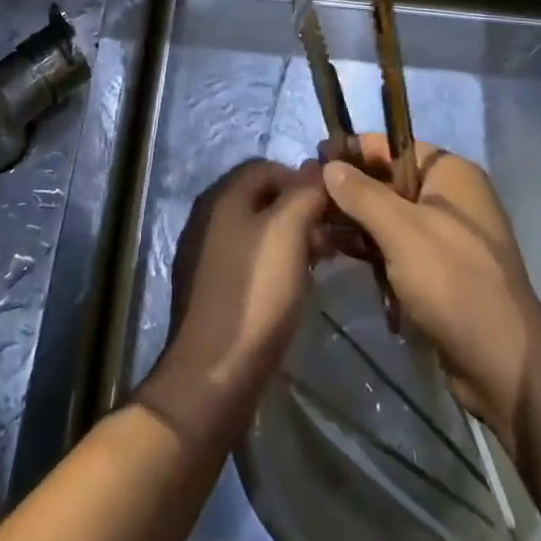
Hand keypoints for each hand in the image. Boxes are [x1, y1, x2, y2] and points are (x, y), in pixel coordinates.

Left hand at [140, 159, 328, 444]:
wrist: (214, 373)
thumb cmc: (255, 292)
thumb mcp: (288, 232)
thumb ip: (305, 193)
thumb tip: (318, 169)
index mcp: (223, 198)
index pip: (267, 166)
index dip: (302, 179)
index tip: (332, 204)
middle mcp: (210, 218)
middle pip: (263, 199)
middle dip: (301, 210)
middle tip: (333, 235)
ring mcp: (207, 255)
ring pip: (259, 231)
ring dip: (293, 239)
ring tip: (323, 261)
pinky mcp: (213, 289)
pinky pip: (251, 260)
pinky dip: (277, 263)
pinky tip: (297, 286)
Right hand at [323, 136, 540, 452]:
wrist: (501, 362)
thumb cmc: (451, 280)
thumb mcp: (400, 230)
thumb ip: (361, 193)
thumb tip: (329, 165)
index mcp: (451, 173)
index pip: (393, 146)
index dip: (353, 150)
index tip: (313, 159)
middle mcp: (452, 196)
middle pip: (390, 180)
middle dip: (350, 189)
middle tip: (307, 197)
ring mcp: (447, 234)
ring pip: (391, 215)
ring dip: (356, 221)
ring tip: (314, 227)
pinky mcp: (440, 269)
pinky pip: (399, 245)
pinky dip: (372, 247)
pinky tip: (337, 253)